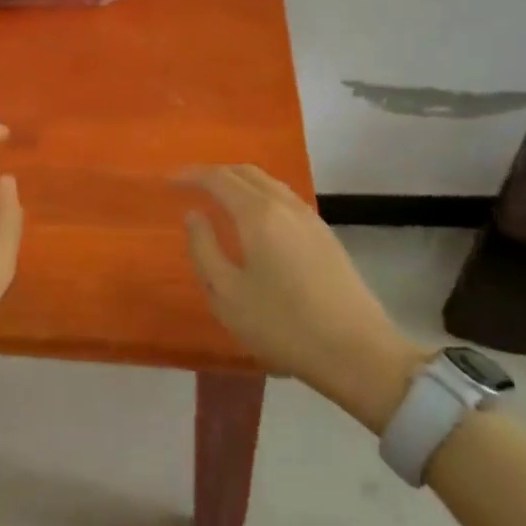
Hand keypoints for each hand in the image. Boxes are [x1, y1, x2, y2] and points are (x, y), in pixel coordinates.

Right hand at [183, 166, 425, 432]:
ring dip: (240, 182)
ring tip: (219, 198)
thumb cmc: (283, 325)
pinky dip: (260, 195)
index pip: (218, 178)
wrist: (358, 353)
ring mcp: (310, 219)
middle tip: (190, 186)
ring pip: (269, 183)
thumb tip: (194, 215)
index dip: (191, 175)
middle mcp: (285, 205)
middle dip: (215, 173)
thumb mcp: (227, 294)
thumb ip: (204, 249)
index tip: (168, 181)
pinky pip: (284, 198)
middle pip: (246, 172)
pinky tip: (255, 220)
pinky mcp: (326, 236)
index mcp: (258, 214)